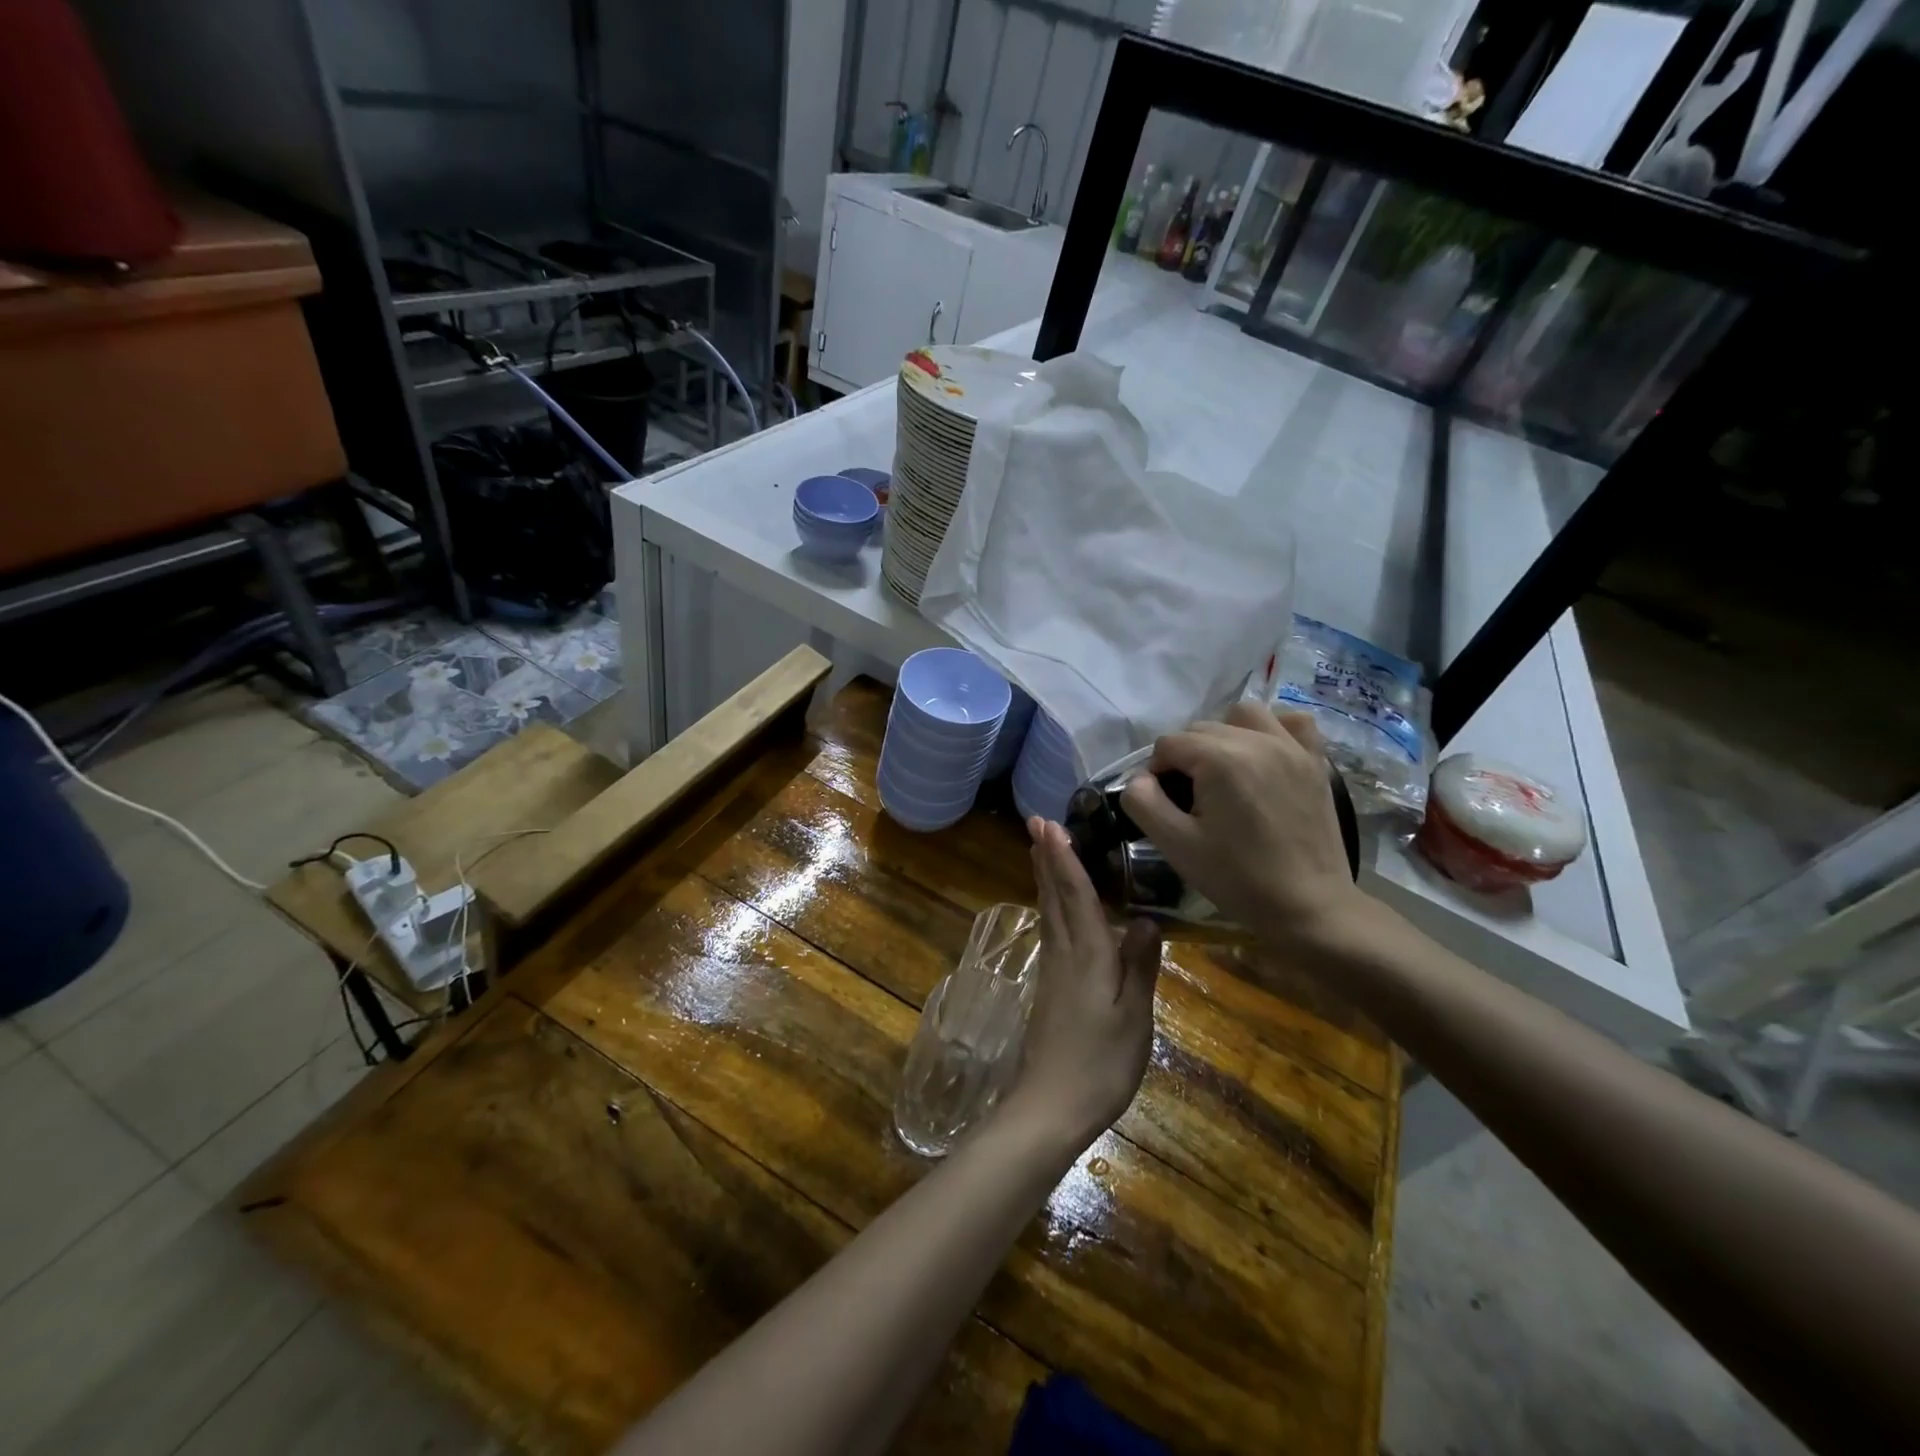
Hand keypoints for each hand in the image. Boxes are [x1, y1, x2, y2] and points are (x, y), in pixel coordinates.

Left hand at [999, 817, 1161, 1155]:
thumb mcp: (1134, 1018)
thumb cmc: (1100, 1064)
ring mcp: (1052, 971)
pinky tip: (1053, 909)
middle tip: (1036, 823)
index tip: (1050, 825)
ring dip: (1044, 878)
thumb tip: (1145, 918)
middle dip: (1046, 858)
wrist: (1050, 1106)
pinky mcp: (1049, 987)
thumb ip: (1140, 966)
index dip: (1064, 858)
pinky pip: (1049, 930)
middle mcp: (1064, 954)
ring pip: (1047, 912)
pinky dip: (1049, 906)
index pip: (1075, 895)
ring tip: (1040, 852)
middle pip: (1054, 896)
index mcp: (1087, 955)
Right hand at [1120, 703, 1367, 951]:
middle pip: (1201, 728)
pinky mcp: (1315, 761)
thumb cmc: (1238, 878)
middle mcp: (1256, 740)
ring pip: (1243, 715)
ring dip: (1224, 735)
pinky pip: (1292, 722)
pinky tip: (1264, 756)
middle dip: (1186, 757)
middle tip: (1190, 800)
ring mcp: (1291, 747)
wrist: (1309, 907)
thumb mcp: (1176, 845)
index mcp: (1220, 759)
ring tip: (1224, 772)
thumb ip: (1143, 803)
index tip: (1163, 806)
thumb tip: (1139, 779)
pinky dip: (1273, 730)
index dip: (1156, 773)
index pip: (1168, 744)